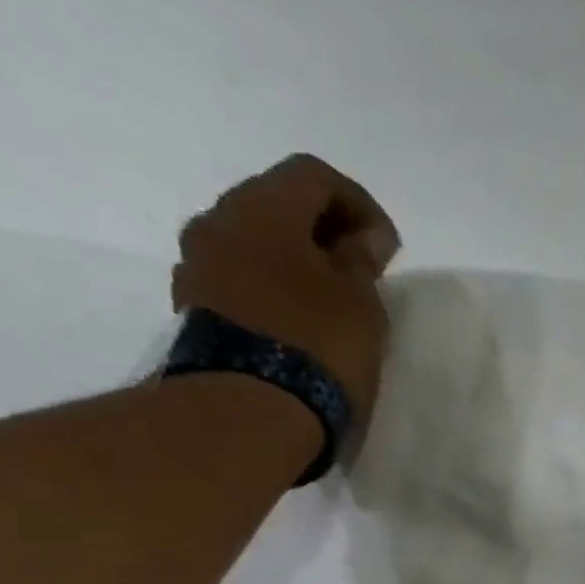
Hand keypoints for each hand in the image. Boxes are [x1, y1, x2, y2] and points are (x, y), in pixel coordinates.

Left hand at [172, 154, 401, 433]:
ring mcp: (199, 263)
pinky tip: (301, 319)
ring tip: (332, 299)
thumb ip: (362, 260)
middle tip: (361, 270)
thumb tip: (363, 237)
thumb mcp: (361, 301)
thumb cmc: (319, 343)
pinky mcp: (197, 303)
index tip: (387, 248)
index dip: (360, 204)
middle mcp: (219, 220)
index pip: (315, 176)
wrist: (253, 407)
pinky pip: (242, 276)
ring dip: (296, 259)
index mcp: (263, 207)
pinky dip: (274, 285)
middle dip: (324, 229)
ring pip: (256, 241)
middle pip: (278, 203)